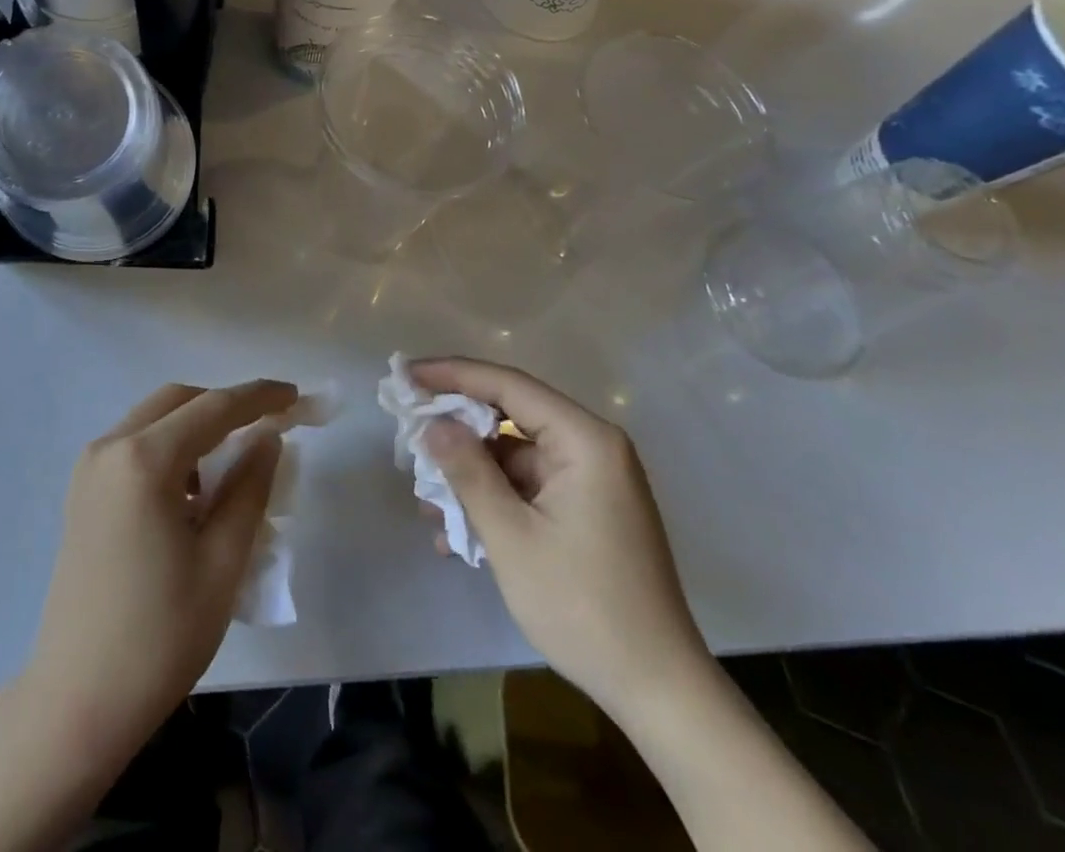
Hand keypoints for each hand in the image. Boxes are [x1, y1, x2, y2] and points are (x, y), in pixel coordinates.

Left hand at [20, 379, 295, 763]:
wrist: (77, 702)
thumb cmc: (159, 636)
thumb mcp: (223, 562)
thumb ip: (250, 488)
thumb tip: (268, 438)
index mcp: (144, 460)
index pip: (213, 408)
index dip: (259, 397)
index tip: (295, 395)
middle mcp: (109, 448)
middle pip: (178, 401)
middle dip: (225, 406)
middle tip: (267, 427)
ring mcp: (89, 468)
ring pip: (154, 419)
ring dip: (196, 428)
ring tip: (231, 470)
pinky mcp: (82, 491)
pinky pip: (134, 445)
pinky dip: (170, 448)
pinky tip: (191, 493)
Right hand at [411, 357, 708, 720]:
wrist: (657, 690)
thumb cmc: (582, 605)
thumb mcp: (511, 537)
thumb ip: (468, 471)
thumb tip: (433, 423)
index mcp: (584, 440)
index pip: (508, 386)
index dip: (453, 374)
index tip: (407, 374)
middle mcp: (592, 448)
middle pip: (511, 416)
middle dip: (458, 430)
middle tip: (409, 435)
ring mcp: (591, 481)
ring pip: (515, 456)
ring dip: (471, 475)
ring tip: (426, 501)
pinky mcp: (588, 511)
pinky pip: (529, 487)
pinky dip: (495, 500)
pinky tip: (457, 533)